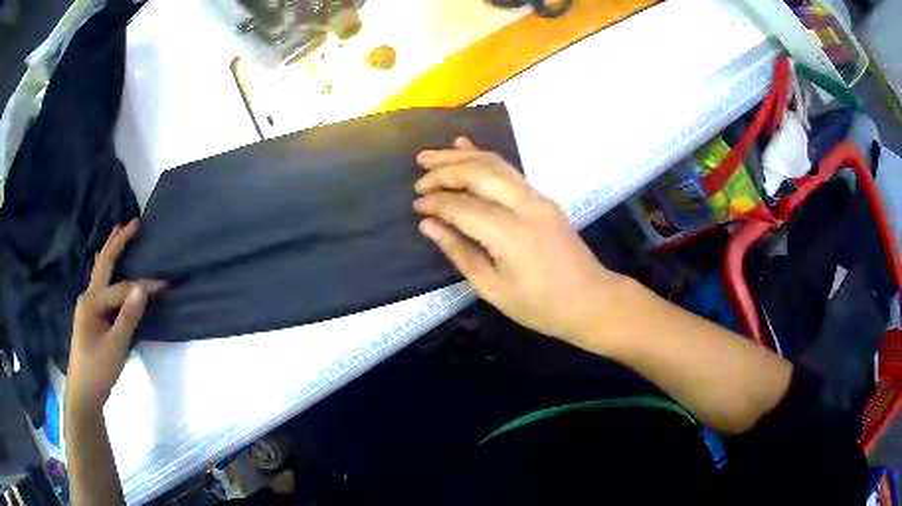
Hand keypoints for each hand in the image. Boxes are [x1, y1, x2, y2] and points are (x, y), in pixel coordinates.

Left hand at [66, 219, 165, 415]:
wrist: (83, 392)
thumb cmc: (98, 370)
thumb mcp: (116, 346)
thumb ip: (128, 316)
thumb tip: (142, 287)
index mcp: (92, 302)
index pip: (122, 288)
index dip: (144, 286)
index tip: (165, 285)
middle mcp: (88, 297)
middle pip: (104, 263)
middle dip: (118, 241)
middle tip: (133, 222)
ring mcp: (87, 306)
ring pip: (100, 272)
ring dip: (110, 251)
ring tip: (119, 233)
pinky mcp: (90, 316)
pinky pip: (101, 285)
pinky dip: (107, 269)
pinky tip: (108, 267)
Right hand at [413, 137, 621, 341]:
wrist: (591, 300)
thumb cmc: (541, 306)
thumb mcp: (494, 289)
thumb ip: (460, 252)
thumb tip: (428, 225)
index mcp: (512, 235)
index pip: (463, 206)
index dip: (436, 203)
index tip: (417, 206)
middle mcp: (526, 206)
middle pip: (479, 173)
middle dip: (445, 169)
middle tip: (418, 175)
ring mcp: (538, 198)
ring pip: (495, 164)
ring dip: (461, 156)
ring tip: (430, 156)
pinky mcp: (542, 198)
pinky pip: (509, 170)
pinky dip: (484, 157)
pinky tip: (465, 147)